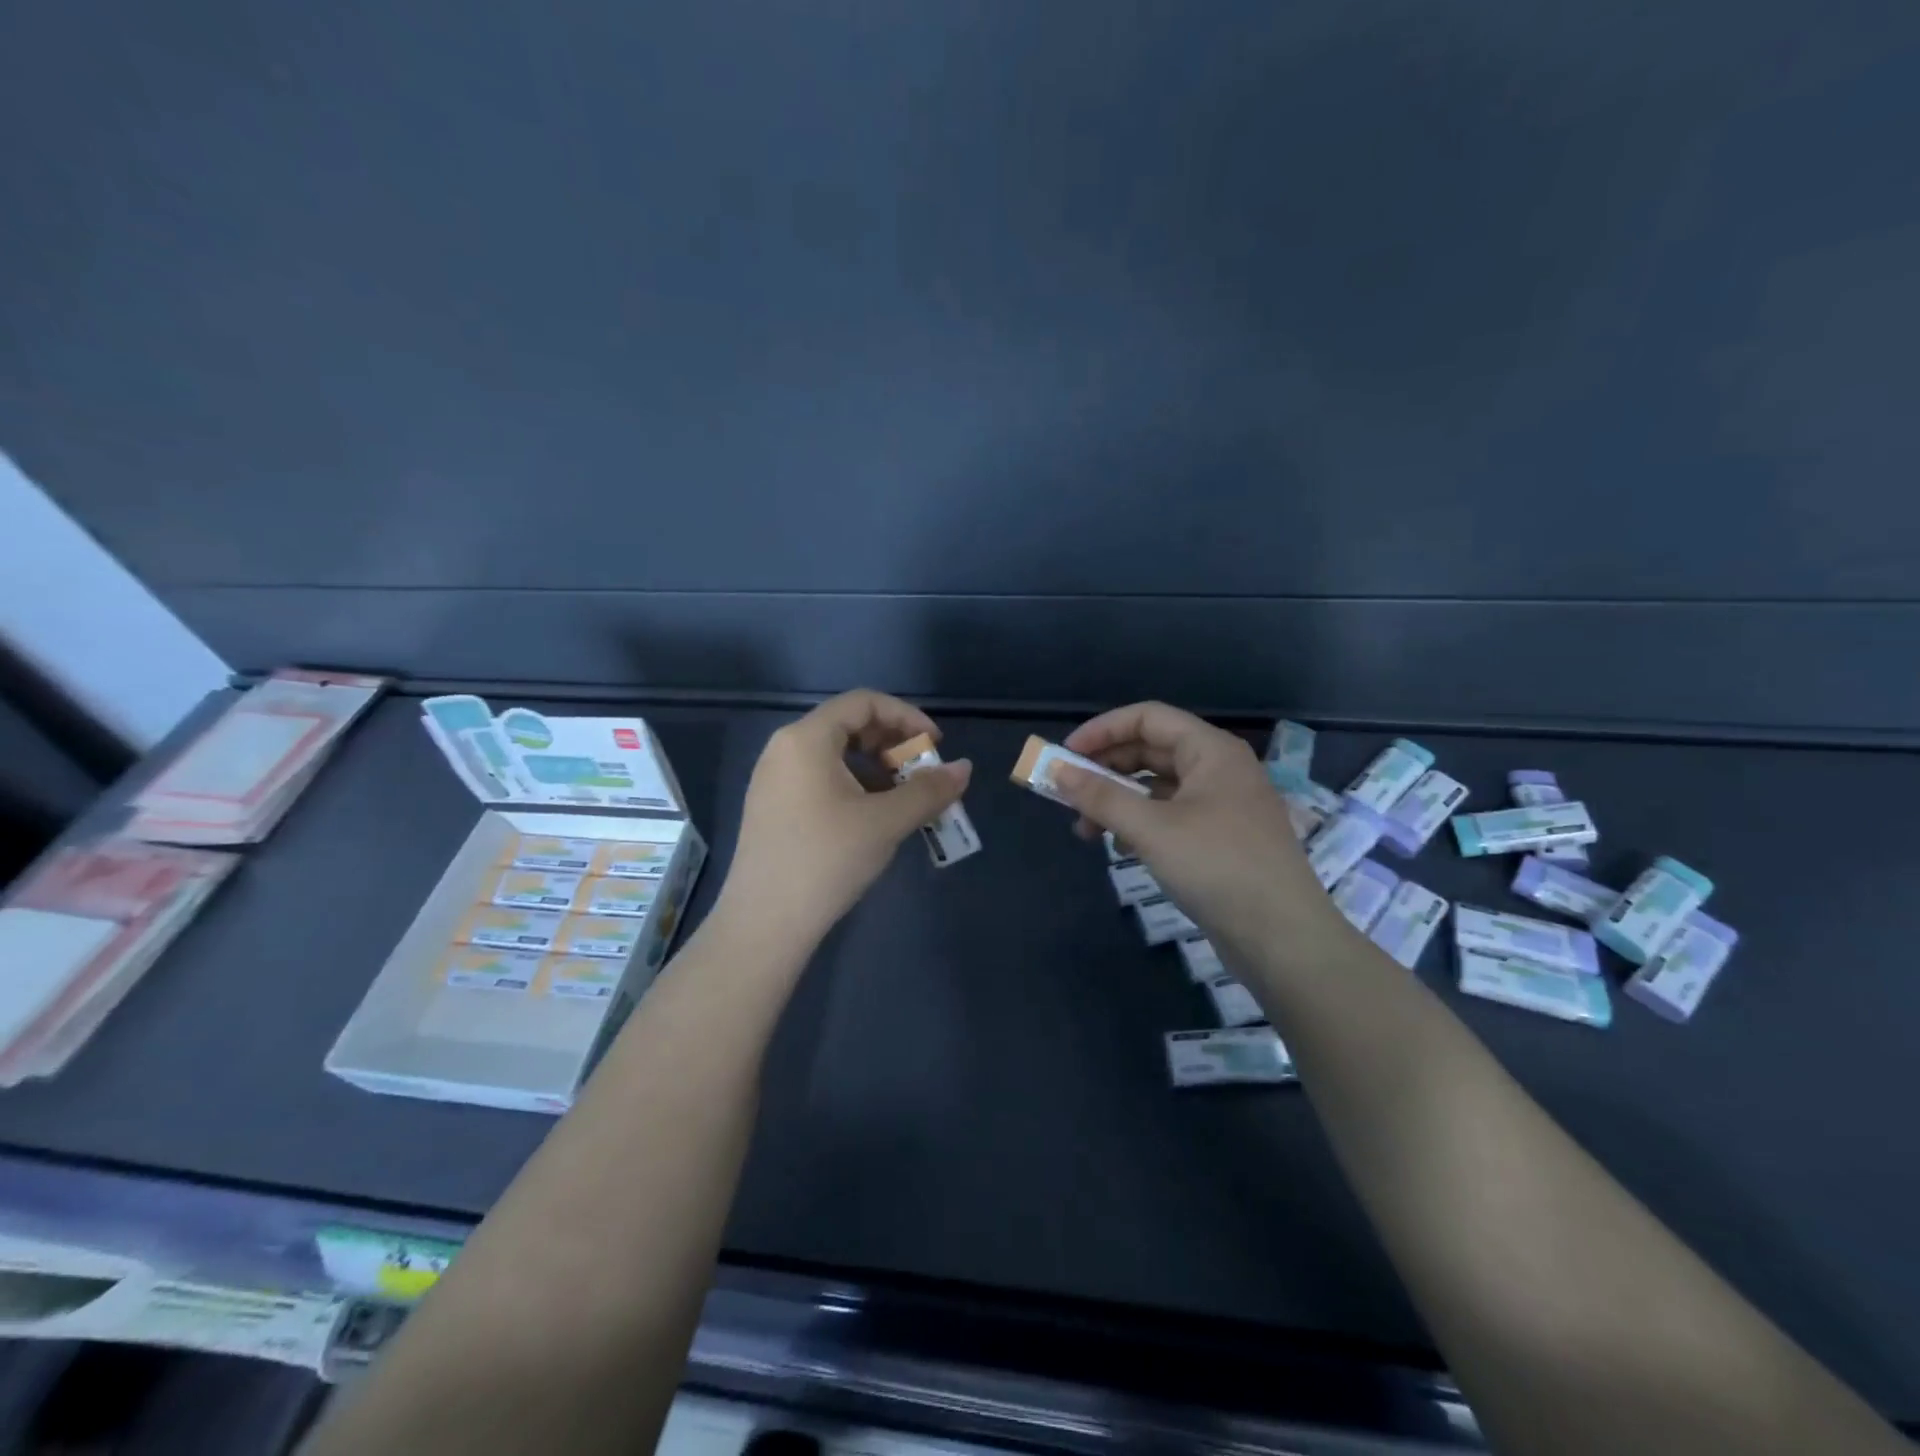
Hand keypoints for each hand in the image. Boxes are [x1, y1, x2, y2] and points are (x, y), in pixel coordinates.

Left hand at [716, 690, 971, 948]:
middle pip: (848, 724)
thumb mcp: (886, 822)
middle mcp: (784, 748)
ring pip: (834, 754)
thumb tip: (965, 769)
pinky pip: (819, 777)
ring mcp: (773, 779)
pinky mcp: (771, 806)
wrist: (764, 923)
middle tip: (921, 773)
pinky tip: (871, 817)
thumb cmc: (827, 860)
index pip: (863, 702)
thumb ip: (929, 790)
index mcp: (806, 739)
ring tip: (902, 798)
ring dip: (876, 767)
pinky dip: (853, 784)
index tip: (935, 746)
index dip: (907, 716)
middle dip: (893, 743)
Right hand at [1049, 702, 1335, 955]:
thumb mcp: (1151, 829)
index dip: (1102, 730)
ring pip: (1158, 787)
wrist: (1283, 937)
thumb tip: (1056, 771)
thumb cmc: (1217, 867)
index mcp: (1211, 751)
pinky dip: (1140, 823)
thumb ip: (1100, 797)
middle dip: (1106, 769)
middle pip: (1151, 750)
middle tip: (1069, 794)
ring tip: (1086, 830)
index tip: (1065, 755)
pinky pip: (1170, 815)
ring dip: (1118, 801)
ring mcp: (1223, 804)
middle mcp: (1219, 769)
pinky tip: (1120, 847)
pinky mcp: (1220, 838)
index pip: (1147, 718)